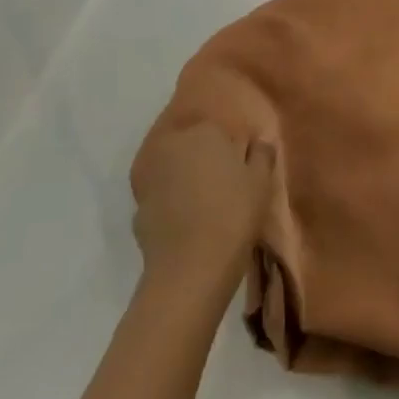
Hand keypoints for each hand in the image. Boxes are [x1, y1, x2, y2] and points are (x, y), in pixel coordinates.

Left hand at [132, 123, 274, 286]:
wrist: (190, 267)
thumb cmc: (233, 214)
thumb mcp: (261, 183)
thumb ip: (262, 155)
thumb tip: (260, 140)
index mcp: (204, 131)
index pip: (217, 130)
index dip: (228, 148)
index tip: (237, 167)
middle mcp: (172, 144)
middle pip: (189, 144)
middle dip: (201, 158)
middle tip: (219, 182)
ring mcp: (149, 174)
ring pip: (170, 167)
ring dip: (181, 177)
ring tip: (200, 201)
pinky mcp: (136, 204)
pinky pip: (158, 195)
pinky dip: (168, 202)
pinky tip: (182, 220)